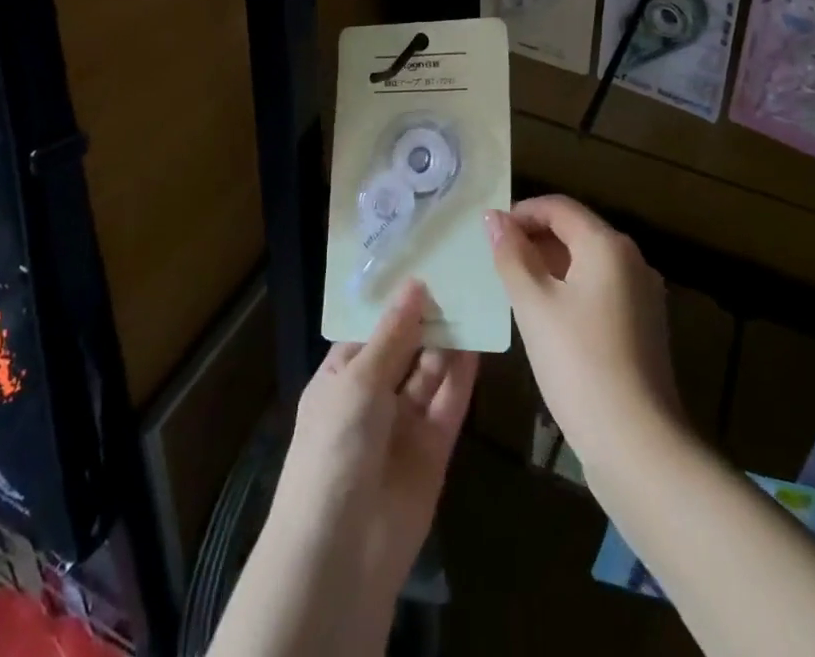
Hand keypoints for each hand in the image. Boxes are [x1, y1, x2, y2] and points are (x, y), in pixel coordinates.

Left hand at [267, 281, 477, 635]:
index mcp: (341, 376)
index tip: (426, 263)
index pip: (372, 330)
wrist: (342, 551)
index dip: (397, 301)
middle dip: (428, 317)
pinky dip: (463, 374)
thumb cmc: (335, 448)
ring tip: (474, 297)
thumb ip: (393, 334)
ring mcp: (403, 422)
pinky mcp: (434, 447)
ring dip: (448, 340)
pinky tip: (479, 340)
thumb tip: (415, 284)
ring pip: (430, 371)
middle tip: (459, 274)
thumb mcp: (358, 380)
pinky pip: (449, 402)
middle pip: (406, 347)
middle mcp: (372, 395)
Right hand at [485, 195, 682, 477]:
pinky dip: (570, 290)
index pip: (558, 207)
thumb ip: (512, 256)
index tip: (488, 234)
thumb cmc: (578, 364)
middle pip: (576, 231)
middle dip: (534, 239)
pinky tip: (546, 318)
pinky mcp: (643, 327)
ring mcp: (642, 294)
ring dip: (550, 266)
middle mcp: (631, 260)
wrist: (637, 445)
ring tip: (514, 288)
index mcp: (607, 245)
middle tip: (496, 262)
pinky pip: (600, 290)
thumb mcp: (534, 305)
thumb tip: (493, 218)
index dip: (521, 212)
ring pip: (587, 263)